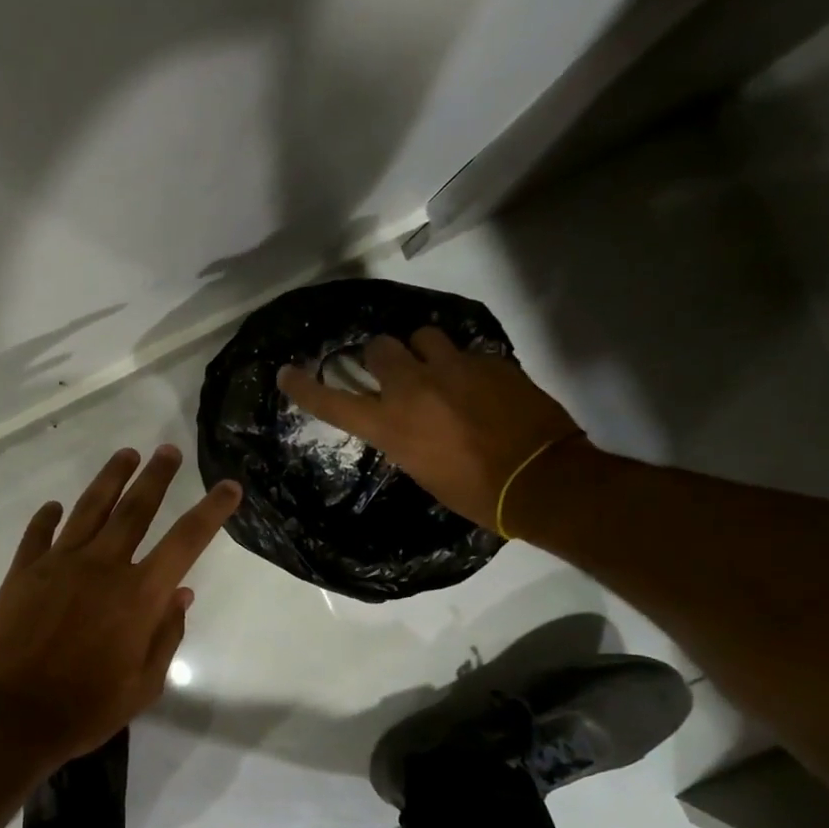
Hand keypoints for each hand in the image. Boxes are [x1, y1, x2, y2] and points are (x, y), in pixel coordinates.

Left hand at [0, 445, 240, 759]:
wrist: (13, 716)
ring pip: (89, 509)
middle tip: (168, 450)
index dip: (211, 511)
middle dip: (156, 476)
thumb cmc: (87, 708)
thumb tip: (181, 594)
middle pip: (135, 509)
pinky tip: (54, 506)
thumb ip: (166, 634)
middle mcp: (102, 566)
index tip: (228, 486)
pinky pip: (38, 534)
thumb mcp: (144, 683)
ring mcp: (58, 564)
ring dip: (110, 479)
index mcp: (139, 595)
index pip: (185, 541)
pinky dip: (48, 517)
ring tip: (125, 455)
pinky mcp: (23, 572)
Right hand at [277, 327, 581, 530]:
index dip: (305, 387)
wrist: (541, 480)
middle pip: (379, 347)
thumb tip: (401, 418)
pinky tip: (476, 385)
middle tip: (393, 372)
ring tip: (437, 369)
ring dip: (422, 350)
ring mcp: (454, 369)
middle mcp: (413, 389)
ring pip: (422, 335)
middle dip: (381, 358)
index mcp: (390, 425)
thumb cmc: (473, 492)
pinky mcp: (489, 361)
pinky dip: (461, 364)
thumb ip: (401, 434)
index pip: (333, 402)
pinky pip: (464, 351)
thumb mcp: (420, 467)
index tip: (287, 373)